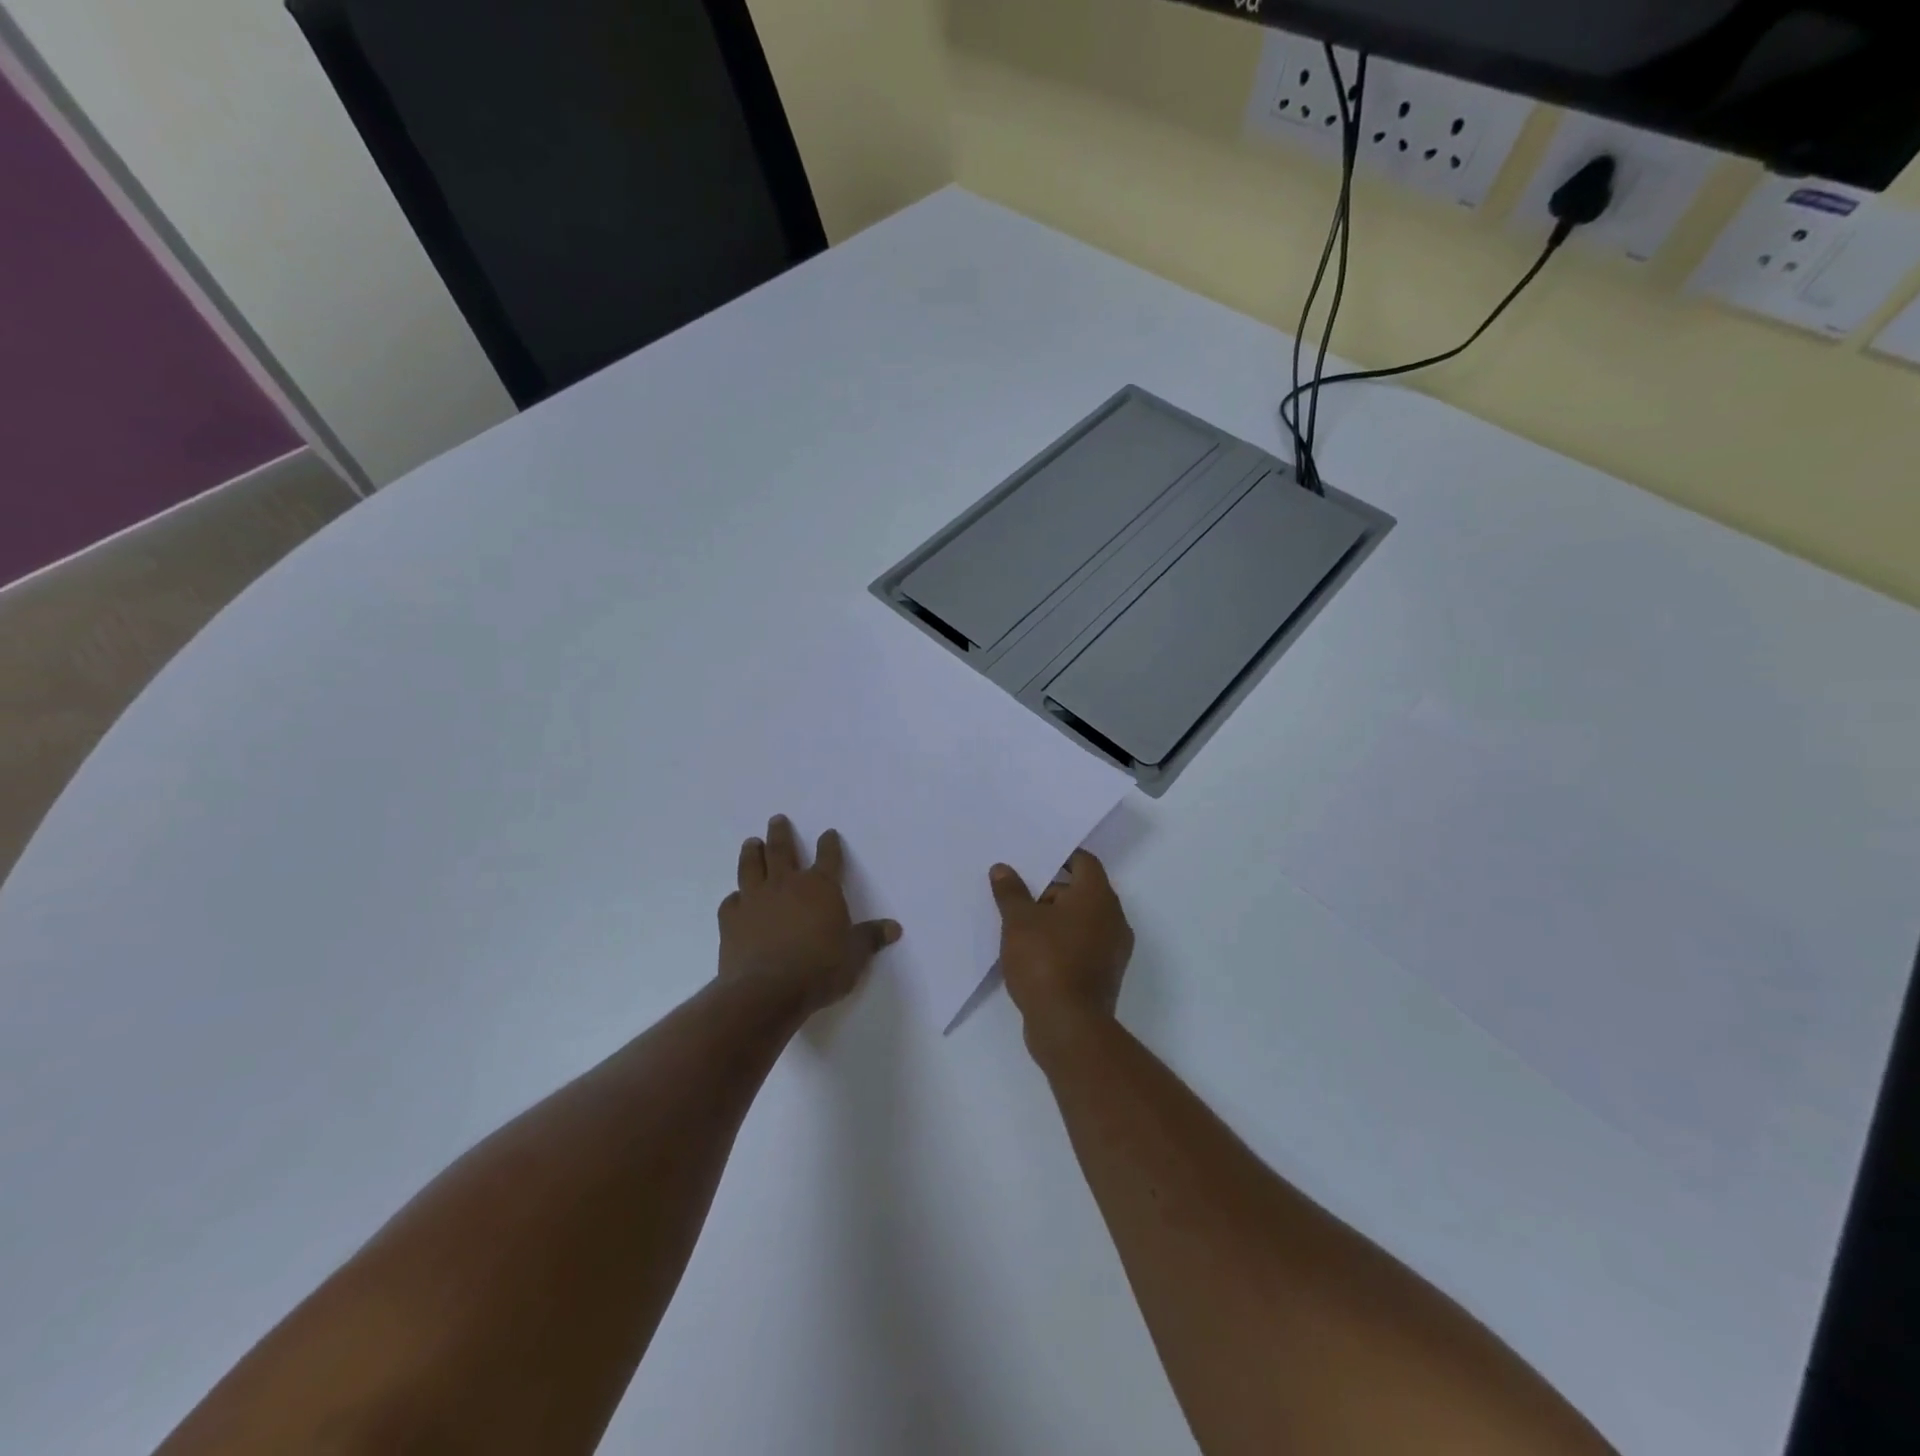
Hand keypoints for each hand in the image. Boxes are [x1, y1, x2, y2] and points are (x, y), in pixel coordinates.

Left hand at [719, 815, 901, 1017]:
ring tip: (751, 842)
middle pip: (782, 850)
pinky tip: (736, 898)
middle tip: (777, 819)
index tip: (829, 833)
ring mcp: (755, 899)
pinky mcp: (731, 919)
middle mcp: (787, 884)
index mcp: (821, 887)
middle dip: (781, 833)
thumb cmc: (820, 969)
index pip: (829, 857)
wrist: (768, 990)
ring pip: (751, 866)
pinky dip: (735, 897)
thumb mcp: (855, 955)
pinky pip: (732, 901)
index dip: (830, 844)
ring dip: (752, 853)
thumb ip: (870, 938)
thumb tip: (894, 928)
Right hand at [990, 850, 1133, 1037]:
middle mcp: (1113, 918)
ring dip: (1055, 919)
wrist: (1069, 1026)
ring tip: (1021, 927)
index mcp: (1097, 896)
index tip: (1034, 861)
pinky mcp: (1105, 974)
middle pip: (1082, 891)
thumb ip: (1011, 892)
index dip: (1060, 858)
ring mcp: (1113, 949)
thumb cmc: (1045, 961)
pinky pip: (1083, 945)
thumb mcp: (1018, 921)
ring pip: (1082, 920)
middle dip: (1050, 892)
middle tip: (1019, 897)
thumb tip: (1002, 869)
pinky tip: (1034, 953)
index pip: (1084, 862)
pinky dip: (1063, 942)